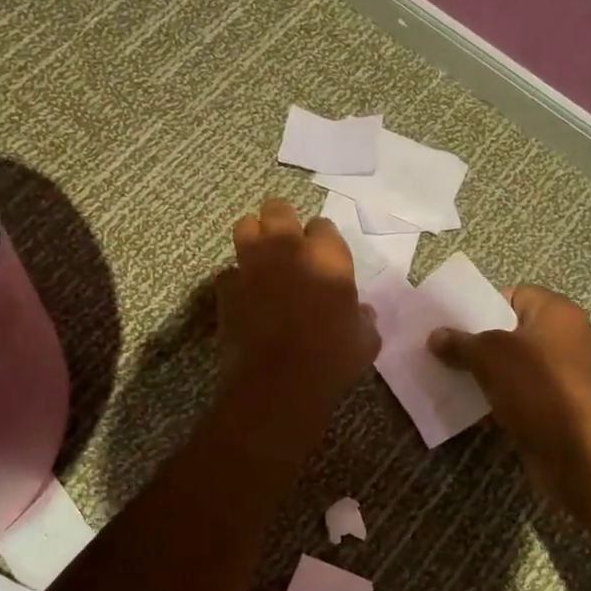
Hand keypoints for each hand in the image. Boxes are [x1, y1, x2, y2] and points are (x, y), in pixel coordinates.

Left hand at [217, 199, 377, 421]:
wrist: (279, 381)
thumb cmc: (332, 358)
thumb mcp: (365, 340)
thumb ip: (363, 319)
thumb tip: (361, 313)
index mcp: (327, 255)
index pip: (323, 226)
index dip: (322, 240)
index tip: (324, 257)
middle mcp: (287, 249)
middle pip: (278, 209)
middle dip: (283, 220)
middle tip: (288, 244)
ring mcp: (252, 264)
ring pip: (245, 227)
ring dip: (254, 237)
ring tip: (261, 257)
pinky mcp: (226, 288)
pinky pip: (228, 272)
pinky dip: (236, 280)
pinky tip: (244, 296)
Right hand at [428, 287, 590, 497]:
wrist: (576, 450)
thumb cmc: (536, 385)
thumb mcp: (488, 356)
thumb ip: (460, 343)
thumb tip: (435, 336)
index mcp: (558, 313)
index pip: (516, 295)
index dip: (484, 306)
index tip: (457, 323)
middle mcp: (571, 338)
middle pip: (516, 331)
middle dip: (483, 342)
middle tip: (450, 351)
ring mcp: (571, 375)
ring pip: (520, 365)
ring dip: (491, 373)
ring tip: (457, 378)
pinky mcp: (566, 407)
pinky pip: (527, 393)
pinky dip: (506, 398)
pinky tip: (478, 407)